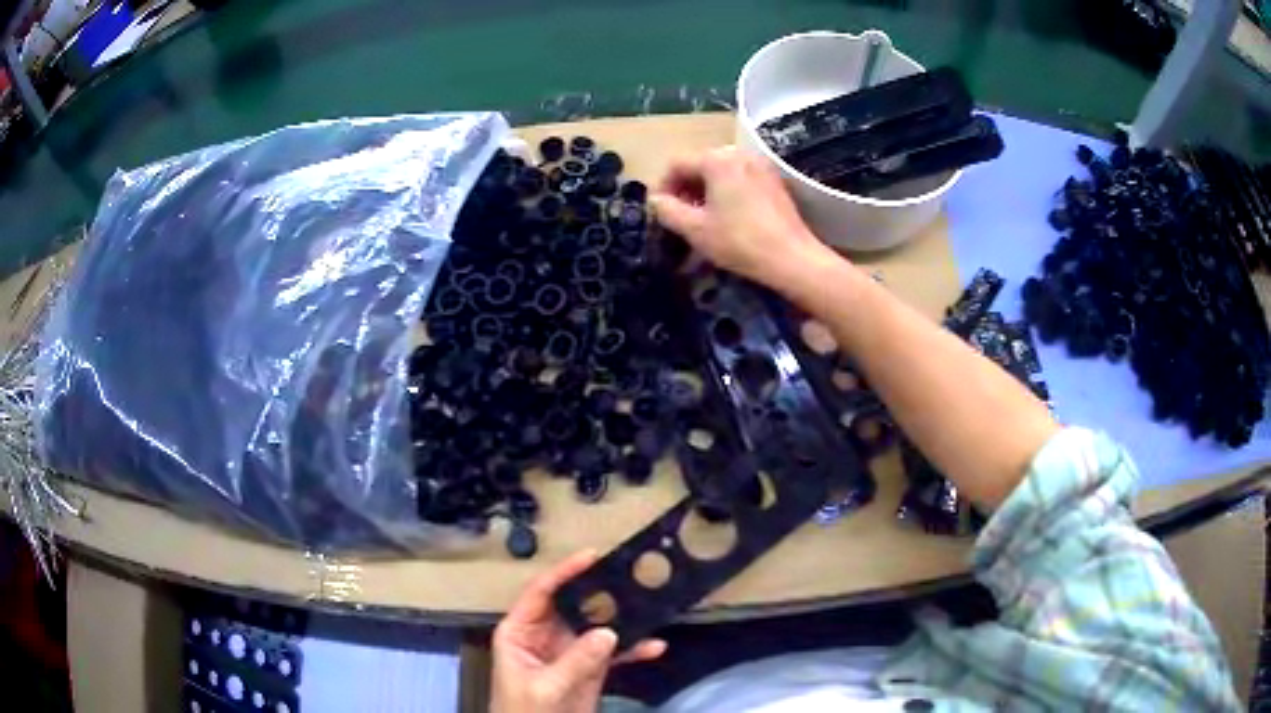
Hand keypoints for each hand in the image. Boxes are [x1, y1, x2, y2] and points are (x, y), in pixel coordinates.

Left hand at [491, 550, 666, 712]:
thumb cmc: (524, 712)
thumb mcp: (545, 687)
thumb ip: (574, 661)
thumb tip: (609, 632)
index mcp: (520, 631)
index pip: (541, 593)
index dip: (563, 572)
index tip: (591, 556)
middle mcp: (544, 635)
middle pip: (574, 605)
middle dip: (601, 592)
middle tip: (629, 574)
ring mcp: (569, 652)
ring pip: (598, 626)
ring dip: (623, 619)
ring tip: (649, 604)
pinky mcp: (589, 669)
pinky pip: (613, 653)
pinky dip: (633, 649)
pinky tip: (654, 646)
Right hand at [650, 146, 838, 290]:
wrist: (792, 258)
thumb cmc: (740, 242)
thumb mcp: (695, 229)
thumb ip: (667, 211)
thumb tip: (655, 201)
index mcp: (716, 159)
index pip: (676, 164)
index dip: (662, 187)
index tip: (659, 212)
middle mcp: (738, 153)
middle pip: (699, 164)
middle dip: (684, 188)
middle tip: (678, 217)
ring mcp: (759, 165)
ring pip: (720, 172)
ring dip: (704, 191)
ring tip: (701, 219)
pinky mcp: (773, 180)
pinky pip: (739, 178)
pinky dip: (726, 192)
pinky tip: (726, 217)